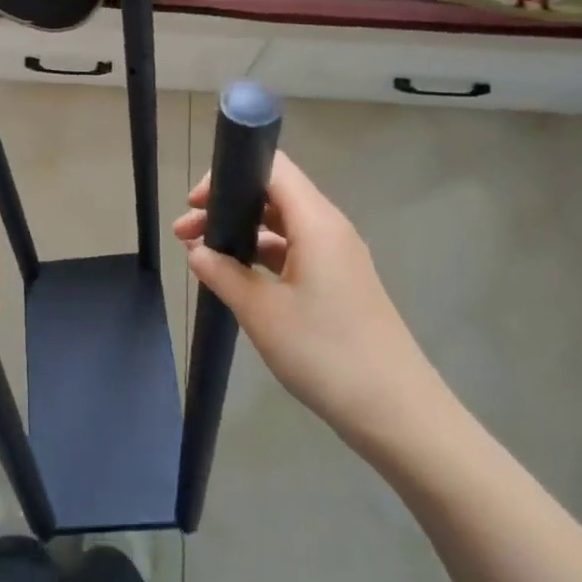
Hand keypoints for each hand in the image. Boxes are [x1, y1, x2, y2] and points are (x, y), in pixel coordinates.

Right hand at [173, 152, 454, 459]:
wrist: (397, 413)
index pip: (272, 167)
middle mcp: (330, 229)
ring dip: (241, 234)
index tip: (195, 203)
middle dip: (226, 206)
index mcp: (317, 222)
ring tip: (202, 257)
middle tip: (185, 234)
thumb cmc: (325, 352)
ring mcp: (338, 257)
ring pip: (281, 225)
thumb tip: (197, 251)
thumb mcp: (261, 312)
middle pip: (273, 194)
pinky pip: (294, 252)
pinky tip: (235, 280)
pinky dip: (261, 256)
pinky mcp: (339, 284)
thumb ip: (223, 274)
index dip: (229, 173)